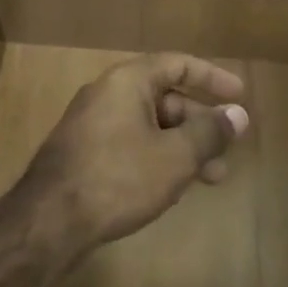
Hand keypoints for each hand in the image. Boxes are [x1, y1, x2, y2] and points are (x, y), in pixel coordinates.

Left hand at [17, 53, 248, 255]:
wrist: (48, 222)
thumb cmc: (118, 178)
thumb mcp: (174, 157)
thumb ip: (209, 133)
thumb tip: (238, 115)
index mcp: (128, 81)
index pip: (178, 64)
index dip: (212, 77)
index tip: (239, 96)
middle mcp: (108, 93)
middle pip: (165, 97)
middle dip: (200, 123)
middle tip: (228, 150)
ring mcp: (92, 123)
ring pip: (149, 125)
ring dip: (182, 146)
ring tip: (211, 178)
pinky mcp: (83, 152)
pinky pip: (131, 143)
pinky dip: (158, 156)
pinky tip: (171, 187)